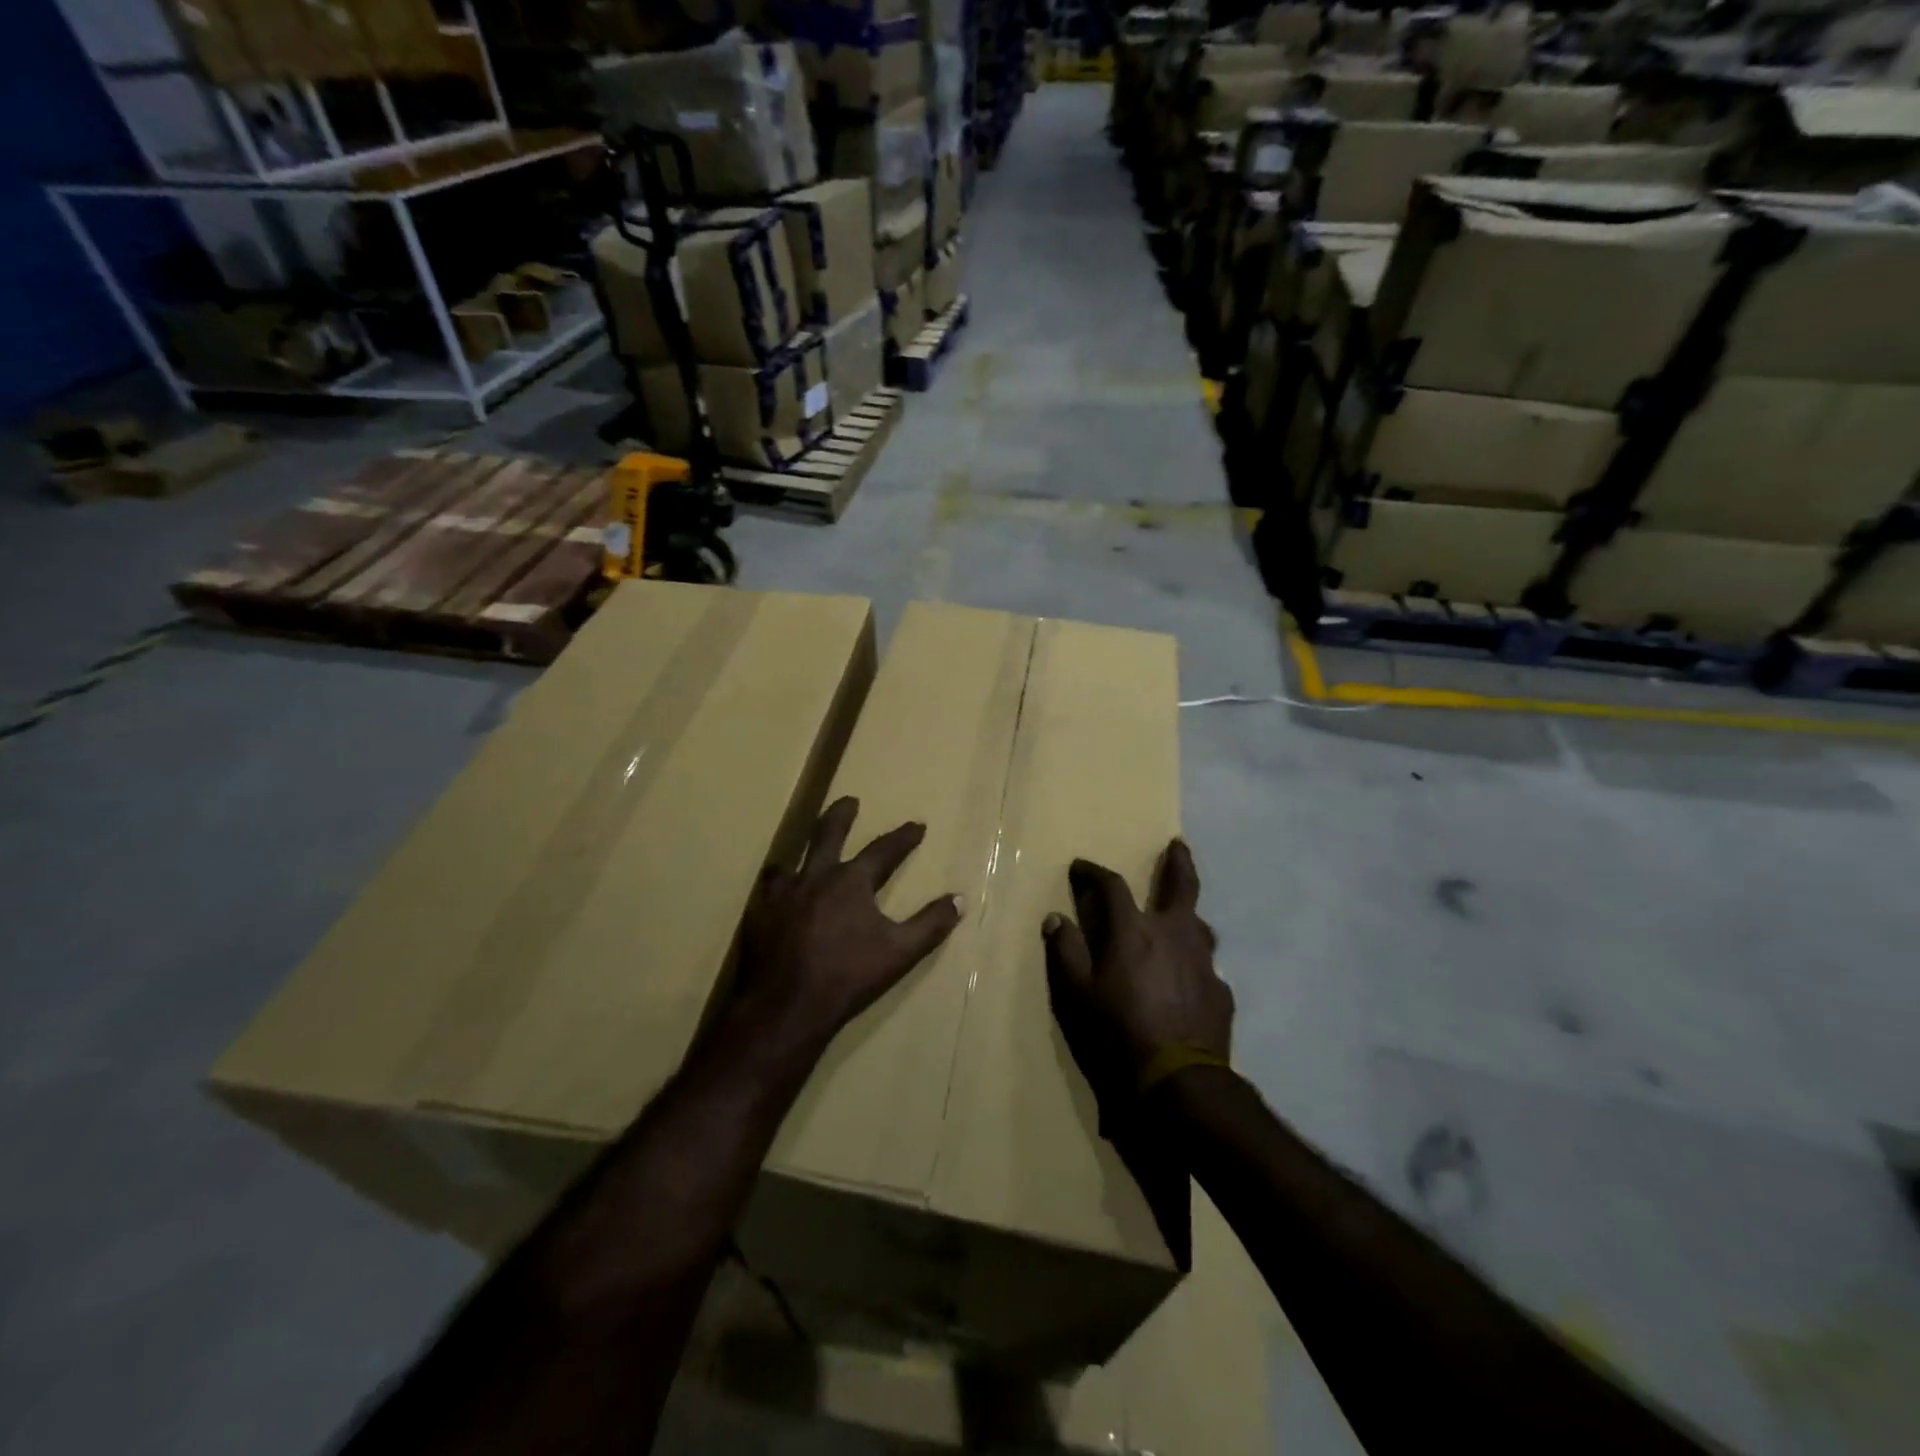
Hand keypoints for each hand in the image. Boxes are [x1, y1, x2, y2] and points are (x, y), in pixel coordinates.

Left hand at [727, 797, 963, 1062]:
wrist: (786, 1006)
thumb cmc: (848, 977)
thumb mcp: (900, 952)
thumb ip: (930, 924)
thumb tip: (960, 899)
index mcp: (851, 882)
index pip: (883, 850)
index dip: (903, 838)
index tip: (917, 825)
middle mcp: (815, 878)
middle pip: (828, 834)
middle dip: (841, 815)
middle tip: (849, 801)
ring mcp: (782, 895)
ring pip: (792, 860)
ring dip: (803, 853)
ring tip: (804, 853)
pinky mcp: (758, 915)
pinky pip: (768, 889)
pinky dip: (777, 885)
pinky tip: (777, 893)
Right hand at [1043, 839, 1233, 1122]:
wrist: (1180, 1084)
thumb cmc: (1119, 1033)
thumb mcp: (1078, 995)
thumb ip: (1066, 952)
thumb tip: (1055, 918)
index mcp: (1135, 931)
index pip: (1112, 886)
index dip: (1094, 873)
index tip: (1081, 867)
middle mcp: (1175, 934)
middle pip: (1181, 885)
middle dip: (1178, 862)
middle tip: (1177, 845)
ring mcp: (1204, 962)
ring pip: (1200, 924)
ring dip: (1188, 914)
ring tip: (1181, 917)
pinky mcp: (1221, 991)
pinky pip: (1205, 966)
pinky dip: (1192, 963)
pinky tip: (1187, 981)